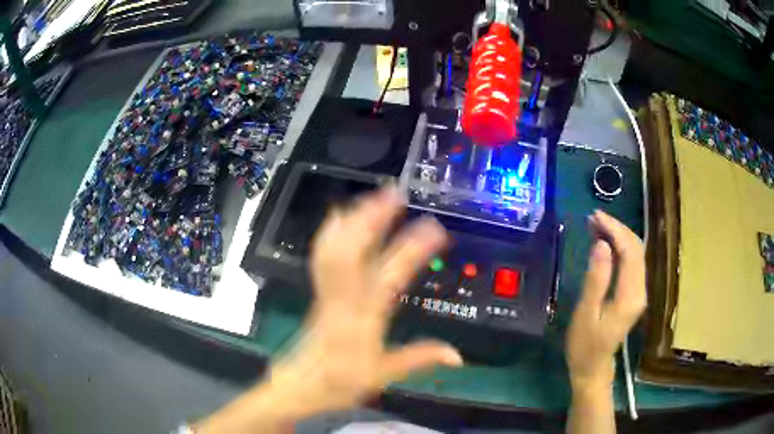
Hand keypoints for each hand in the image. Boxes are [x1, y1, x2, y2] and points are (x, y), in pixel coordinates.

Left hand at [193, 188, 461, 433]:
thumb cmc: (340, 382)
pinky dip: (331, 232)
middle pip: (352, 251)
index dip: (411, 249)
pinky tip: (339, 216)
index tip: (433, 228)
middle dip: (372, 218)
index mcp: (363, 320)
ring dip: (353, 219)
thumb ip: (419, 359)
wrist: (300, 384)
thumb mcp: (383, 375)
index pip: (389, 277)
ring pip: (334, 248)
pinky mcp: (318, 291)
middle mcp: (343, 300)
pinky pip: (322, 256)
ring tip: (373, 197)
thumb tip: (457, 356)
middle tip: (394, 193)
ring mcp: (326, 292)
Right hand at [566, 210, 646, 390]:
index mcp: (630, 296)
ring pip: (635, 253)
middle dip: (616, 228)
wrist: (593, 368)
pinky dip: (619, 247)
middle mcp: (640, 290)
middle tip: (592, 218)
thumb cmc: (585, 345)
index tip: (595, 216)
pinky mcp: (634, 293)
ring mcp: (639, 292)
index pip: (630, 251)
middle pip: (636, 248)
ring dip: (618, 236)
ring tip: (595, 225)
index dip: (615, 229)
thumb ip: (596, 279)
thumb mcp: (586, 314)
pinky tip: (604, 243)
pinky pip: (631, 262)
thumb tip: (601, 244)